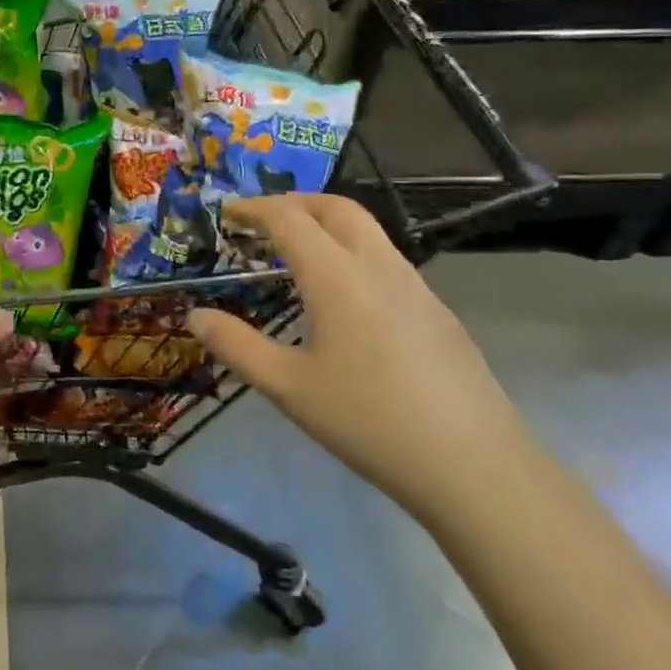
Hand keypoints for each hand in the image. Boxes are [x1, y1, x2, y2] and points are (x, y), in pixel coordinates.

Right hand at [189, 194, 531, 520]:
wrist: (475, 466)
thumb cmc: (369, 421)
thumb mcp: (289, 388)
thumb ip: (237, 346)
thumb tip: (195, 316)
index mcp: (337, 276)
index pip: (289, 219)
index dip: (254, 209)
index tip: (226, 212)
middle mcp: (377, 266)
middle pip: (334, 208)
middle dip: (293, 203)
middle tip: (261, 221)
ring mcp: (414, 285)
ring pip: (366, 230)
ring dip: (325, 224)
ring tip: (296, 253)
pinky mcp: (436, 310)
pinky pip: (385, 258)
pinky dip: (350, 251)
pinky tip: (342, 296)